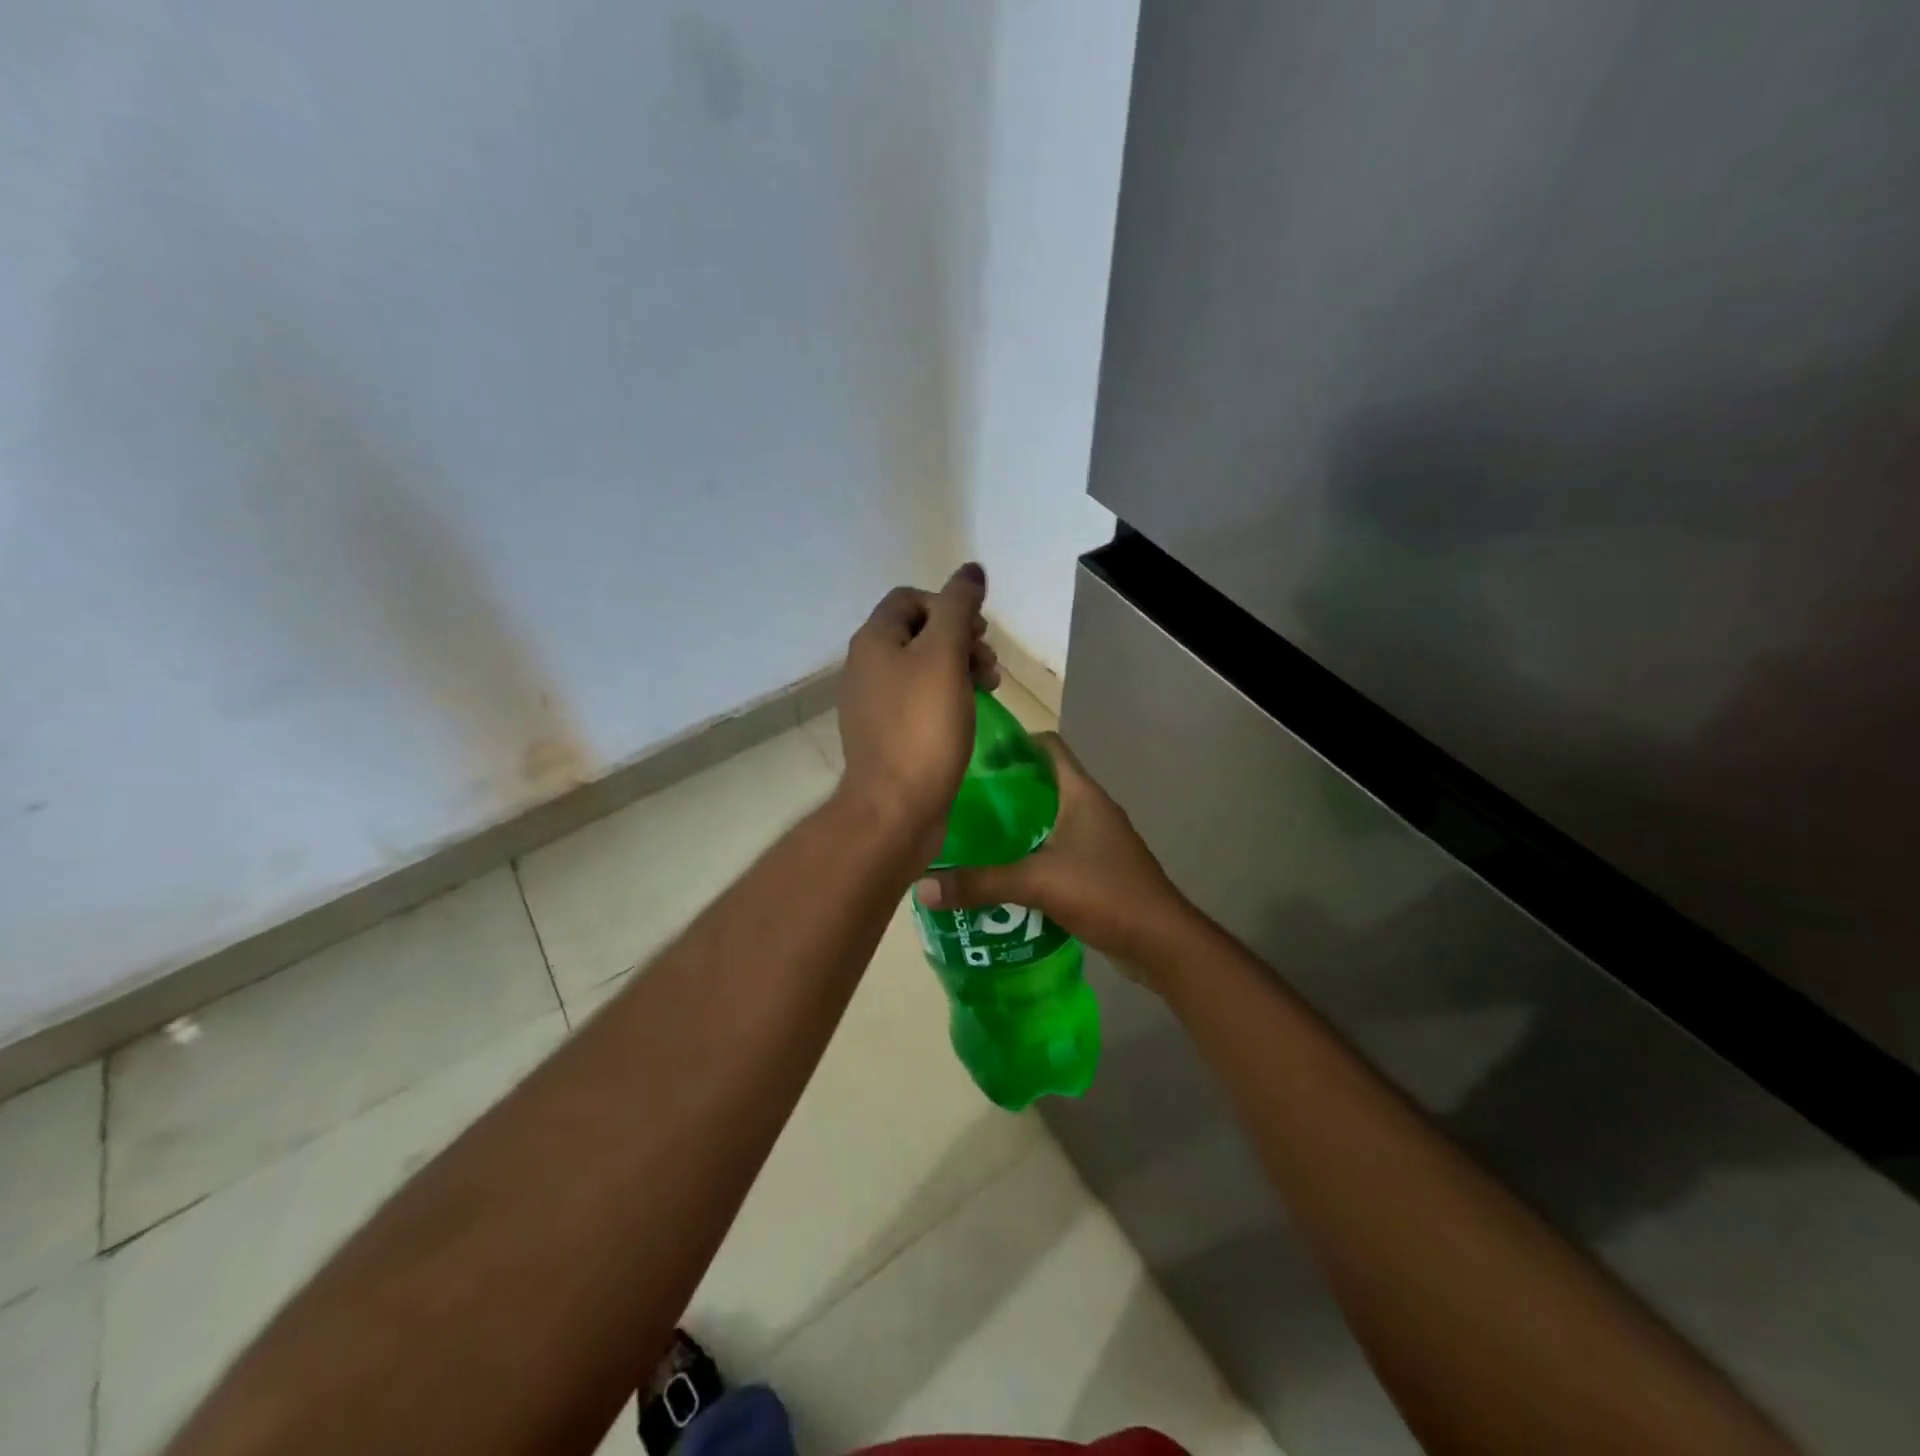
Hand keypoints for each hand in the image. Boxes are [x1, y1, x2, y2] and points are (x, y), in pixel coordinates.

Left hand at [837, 564, 998, 853]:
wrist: (895, 807)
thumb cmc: (923, 727)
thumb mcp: (945, 656)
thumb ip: (958, 608)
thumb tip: (971, 570)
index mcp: (873, 641)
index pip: (911, 598)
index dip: (948, 605)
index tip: (977, 633)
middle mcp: (865, 666)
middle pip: (918, 632)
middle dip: (959, 639)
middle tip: (988, 665)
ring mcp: (873, 703)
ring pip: (921, 668)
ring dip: (958, 668)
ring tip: (988, 689)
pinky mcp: (886, 734)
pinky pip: (918, 701)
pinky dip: (945, 698)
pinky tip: (967, 716)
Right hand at [913, 733, 1195, 980]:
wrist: (1162, 942)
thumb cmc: (1105, 894)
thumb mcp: (1036, 884)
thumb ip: (980, 883)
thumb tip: (922, 887)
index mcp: (1081, 794)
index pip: (1048, 747)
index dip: (1013, 744)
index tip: (975, 758)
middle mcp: (1091, 808)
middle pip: (1044, 782)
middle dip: (1005, 790)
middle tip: (962, 803)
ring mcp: (1098, 839)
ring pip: (1049, 818)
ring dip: (1017, 825)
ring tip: (974, 837)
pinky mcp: (1098, 867)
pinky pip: (1057, 848)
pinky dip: (1031, 853)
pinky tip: (1003, 873)